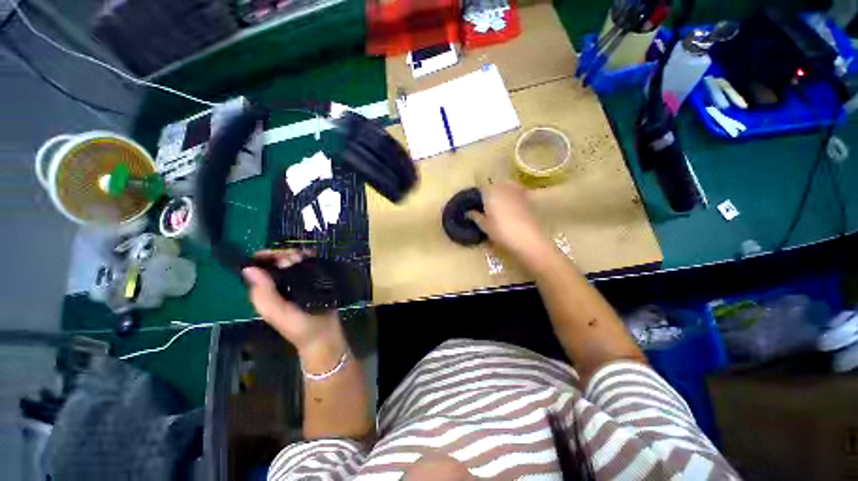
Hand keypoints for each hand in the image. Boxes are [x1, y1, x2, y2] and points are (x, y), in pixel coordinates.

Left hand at [242, 250, 342, 353]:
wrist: (324, 336)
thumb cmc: (300, 328)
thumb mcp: (277, 313)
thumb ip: (264, 294)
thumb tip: (248, 268)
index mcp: (265, 292)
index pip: (259, 267)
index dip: (266, 257)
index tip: (282, 256)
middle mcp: (279, 285)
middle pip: (276, 261)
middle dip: (284, 254)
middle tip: (297, 259)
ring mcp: (296, 282)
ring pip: (292, 261)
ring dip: (297, 255)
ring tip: (306, 258)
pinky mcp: (312, 281)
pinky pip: (307, 265)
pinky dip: (309, 258)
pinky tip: (314, 257)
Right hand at [468, 183, 555, 269]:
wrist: (528, 240)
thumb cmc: (501, 232)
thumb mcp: (484, 226)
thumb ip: (476, 216)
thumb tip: (469, 212)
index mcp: (491, 192)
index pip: (481, 189)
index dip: (477, 196)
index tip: (474, 205)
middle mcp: (504, 187)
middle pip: (494, 187)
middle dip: (489, 194)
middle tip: (485, 207)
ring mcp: (517, 191)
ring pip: (506, 188)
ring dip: (501, 195)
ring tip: (497, 208)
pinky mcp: (527, 199)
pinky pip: (516, 194)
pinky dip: (511, 199)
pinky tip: (510, 210)